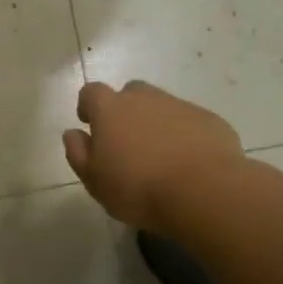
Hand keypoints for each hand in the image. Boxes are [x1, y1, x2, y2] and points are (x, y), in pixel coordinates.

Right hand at [63, 80, 242, 232]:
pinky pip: (190, 122)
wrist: (204, 191)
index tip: (90, 125)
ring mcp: (180, 105)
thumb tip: (73, 133)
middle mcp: (144, 98)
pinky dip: (185, 135)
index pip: (91, 92)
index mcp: (111, 109)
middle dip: (126, 111)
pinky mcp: (209, 120)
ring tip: (161, 156)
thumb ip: (78, 153)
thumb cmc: (138, 188)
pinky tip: (189, 163)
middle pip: (130, 93)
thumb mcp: (94, 180)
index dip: (88, 106)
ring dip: (156, 123)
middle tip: (128, 142)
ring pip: (162, 106)